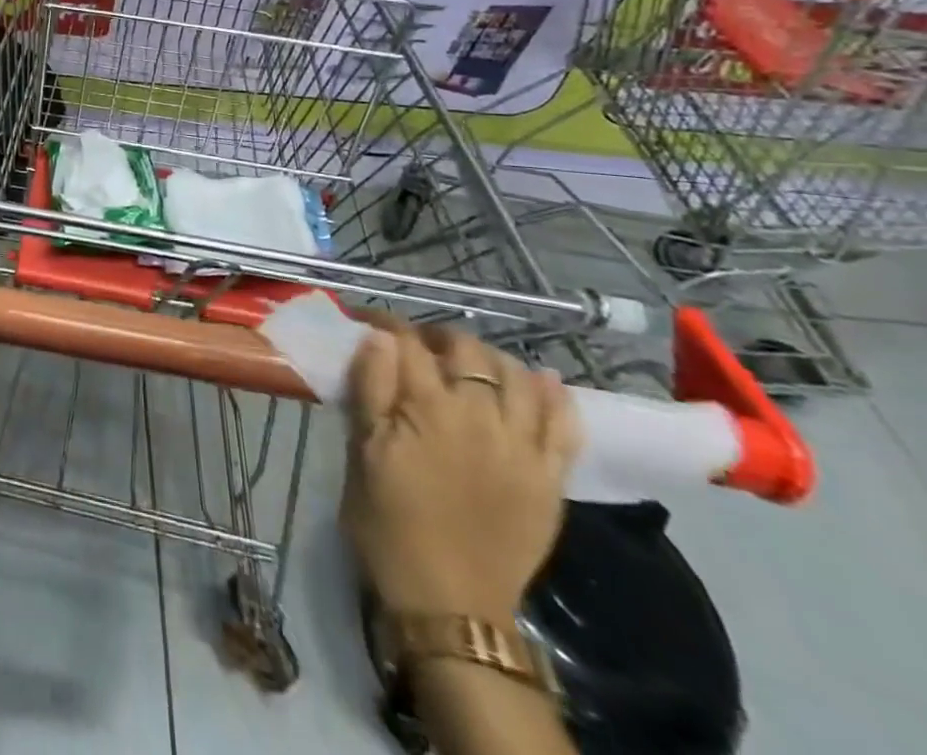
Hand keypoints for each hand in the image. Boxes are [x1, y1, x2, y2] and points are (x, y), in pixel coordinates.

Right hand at [342, 329, 580, 622]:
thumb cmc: (388, 523)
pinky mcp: (550, 477)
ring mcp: (523, 448)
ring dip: (491, 359)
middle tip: (418, 345)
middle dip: (439, 337)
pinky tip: (541, 381)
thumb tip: (378, 337)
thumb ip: (370, 389)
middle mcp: (482, 417)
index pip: (409, 344)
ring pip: (518, 377)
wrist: (449, 604)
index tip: (369, 321)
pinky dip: (555, 396)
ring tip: (470, 363)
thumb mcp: (361, 452)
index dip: (387, 325)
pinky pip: (565, 425)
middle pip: (468, 352)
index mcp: (428, 409)